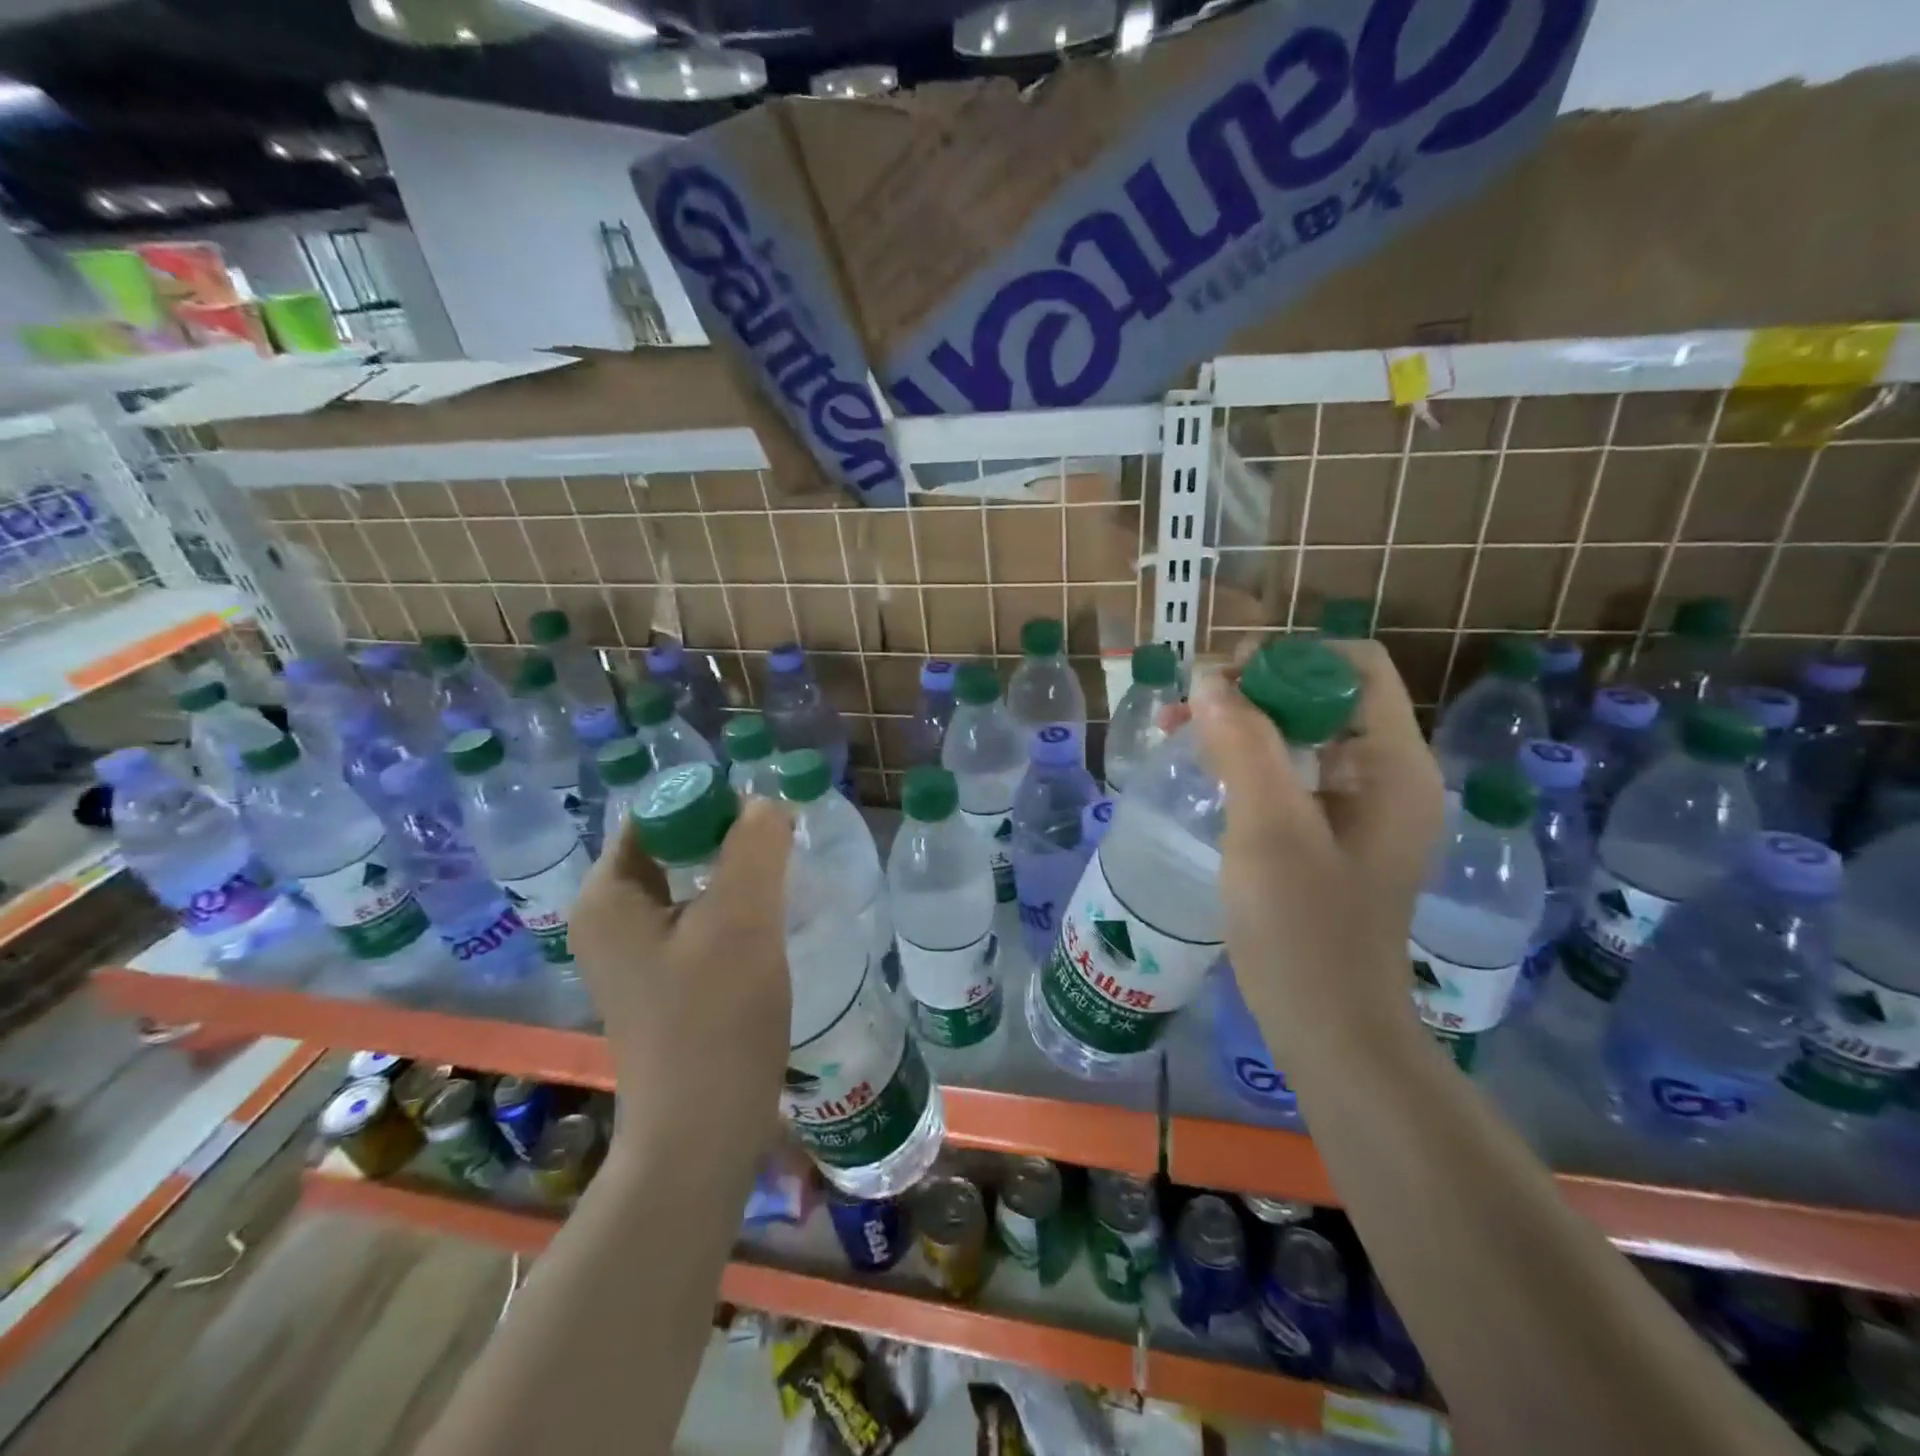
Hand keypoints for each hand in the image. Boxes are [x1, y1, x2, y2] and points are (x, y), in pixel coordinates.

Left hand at [569, 799, 793, 1147]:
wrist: (702, 1135)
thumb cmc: (714, 1021)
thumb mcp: (741, 921)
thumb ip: (754, 846)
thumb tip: (765, 803)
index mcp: (608, 895)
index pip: (658, 813)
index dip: (713, 803)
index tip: (768, 817)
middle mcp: (610, 917)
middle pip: (674, 846)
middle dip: (729, 837)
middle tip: (785, 842)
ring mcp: (634, 953)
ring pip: (691, 883)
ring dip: (737, 872)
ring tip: (786, 875)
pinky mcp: (663, 980)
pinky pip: (698, 918)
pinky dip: (734, 907)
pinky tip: (771, 919)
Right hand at [1177, 640, 1444, 1064]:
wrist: (1328, 1027)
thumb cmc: (1303, 930)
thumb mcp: (1268, 829)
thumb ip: (1243, 744)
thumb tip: (1207, 679)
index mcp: (1393, 766)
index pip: (1354, 666)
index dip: (1288, 659)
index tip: (1222, 684)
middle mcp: (1386, 776)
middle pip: (1325, 694)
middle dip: (1255, 688)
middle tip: (1187, 707)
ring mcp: (1361, 809)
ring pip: (1304, 733)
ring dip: (1245, 722)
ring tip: (1181, 731)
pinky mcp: (1333, 836)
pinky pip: (1294, 772)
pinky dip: (1250, 759)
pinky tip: (1209, 772)